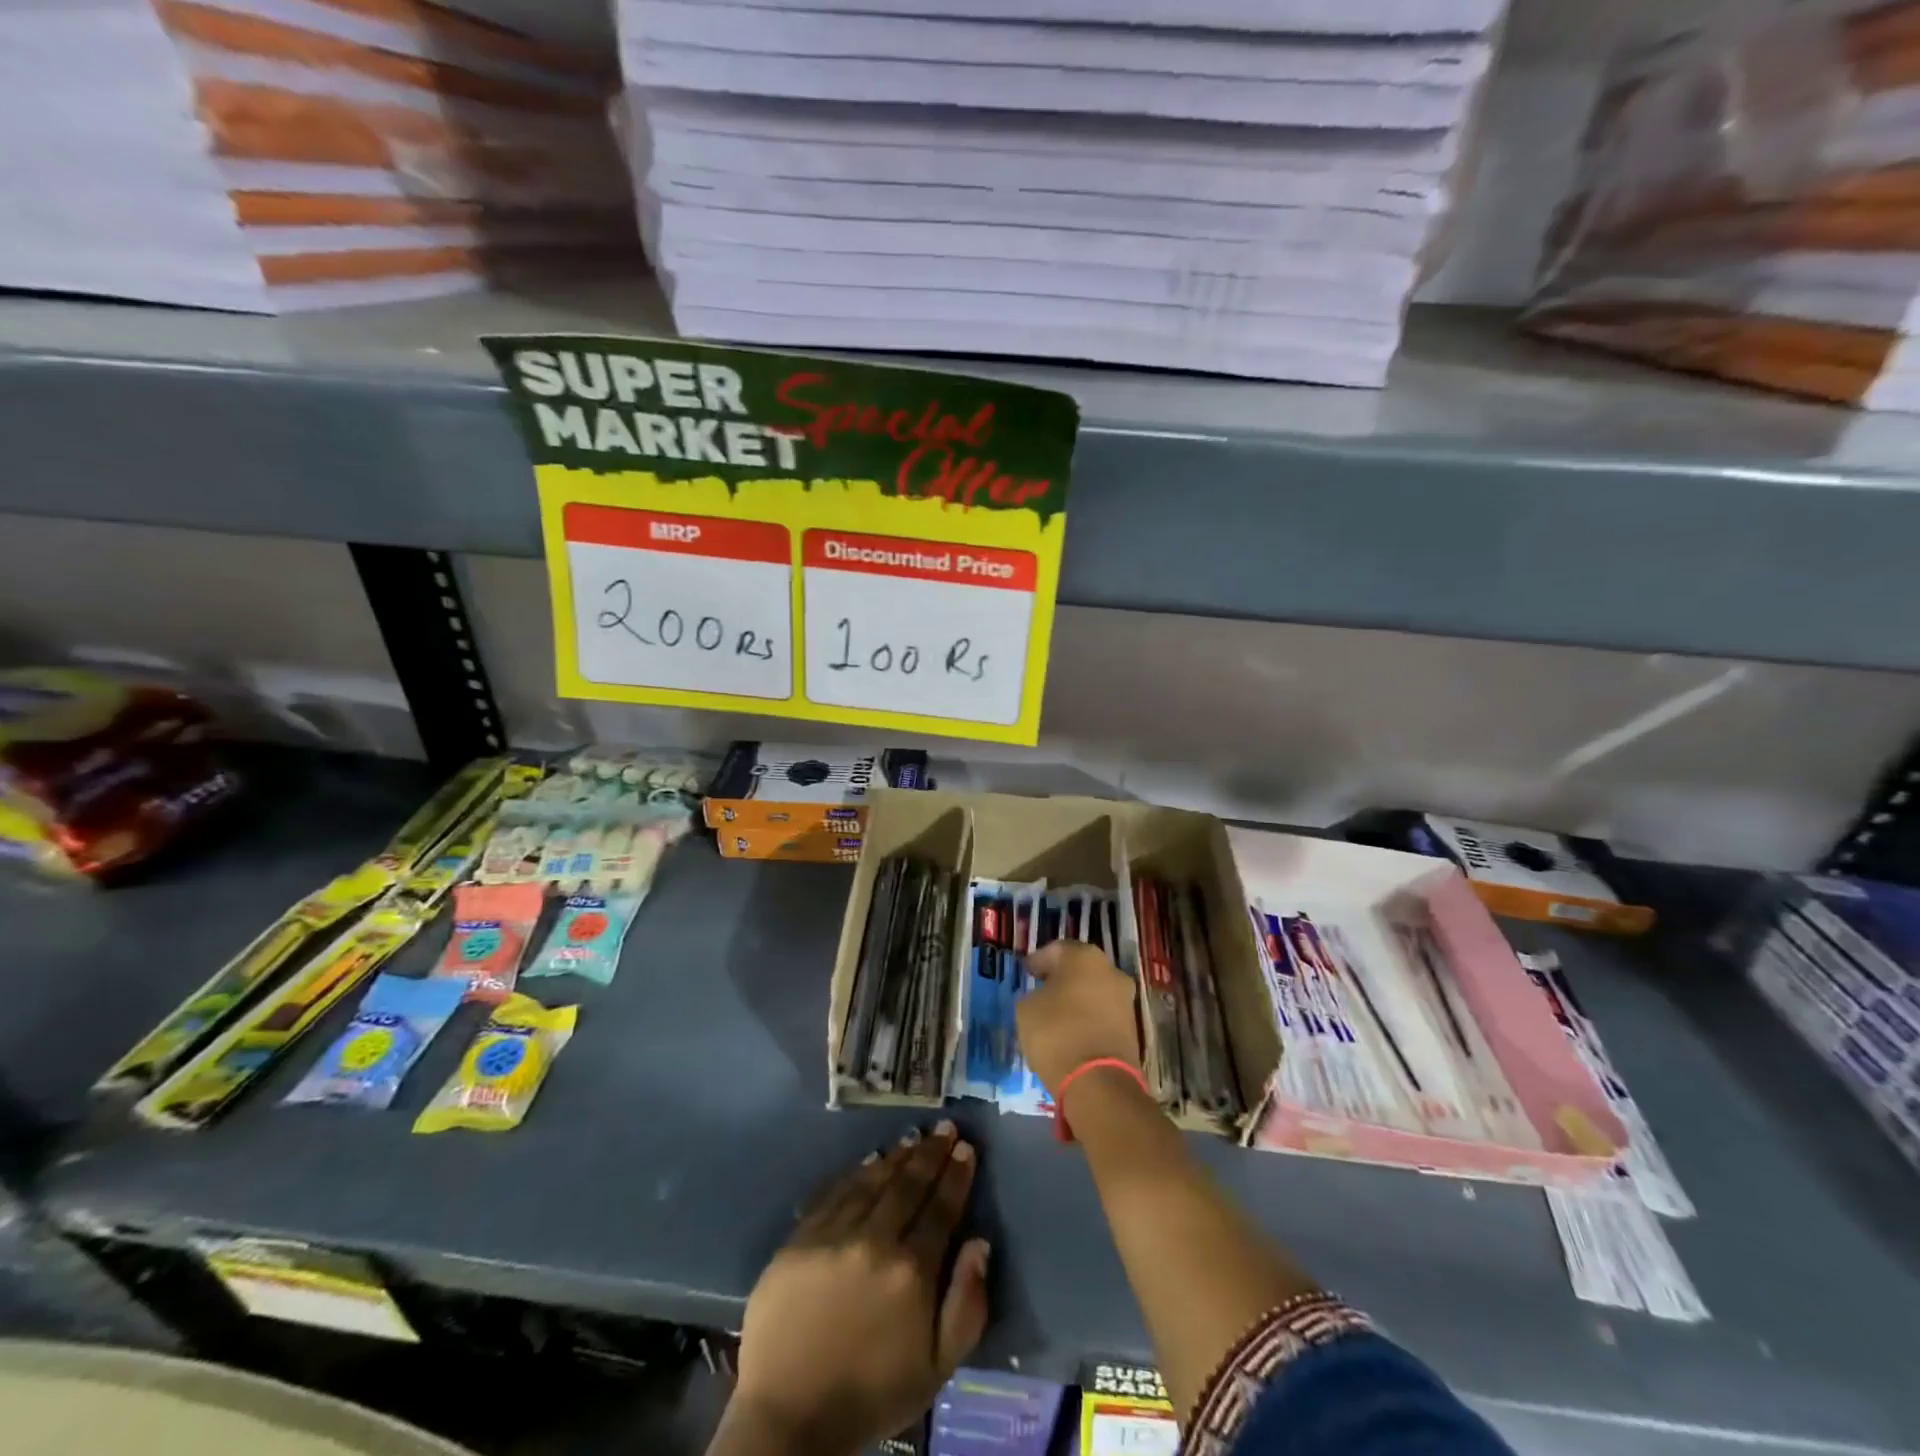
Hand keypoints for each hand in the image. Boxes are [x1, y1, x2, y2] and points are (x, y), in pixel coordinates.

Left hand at [725, 1123, 990, 1455]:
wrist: (789, 1416)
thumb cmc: (871, 1394)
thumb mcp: (936, 1368)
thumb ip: (967, 1305)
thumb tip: (980, 1243)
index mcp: (911, 1272)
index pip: (941, 1209)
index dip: (955, 1176)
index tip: (965, 1149)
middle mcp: (874, 1241)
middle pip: (909, 1185)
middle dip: (931, 1153)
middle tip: (945, 1128)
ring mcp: (833, 1235)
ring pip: (872, 1181)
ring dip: (897, 1156)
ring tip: (913, 1138)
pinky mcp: (800, 1238)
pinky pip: (835, 1192)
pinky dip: (857, 1172)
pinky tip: (870, 1160)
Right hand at [1017, 941, 1141, 1094]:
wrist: (1098, 1082)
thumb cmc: (1056, 1033)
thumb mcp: (1026, 1009)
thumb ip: (1033, 995)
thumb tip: (1043, 997)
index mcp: (1084, 956)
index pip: (1056, 950)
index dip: (1038, 961)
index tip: (1027, 973)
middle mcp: (1110, 970)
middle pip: (1080, 968)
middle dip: (1061, 978)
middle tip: (1042, 991)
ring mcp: (1125, 999)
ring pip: (1095, 991)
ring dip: (1077, 999)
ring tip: (1056, 1015)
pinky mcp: (1132, 1027)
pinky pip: (1103, 1014)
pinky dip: (1089, 1018)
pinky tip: (1073, 1032)